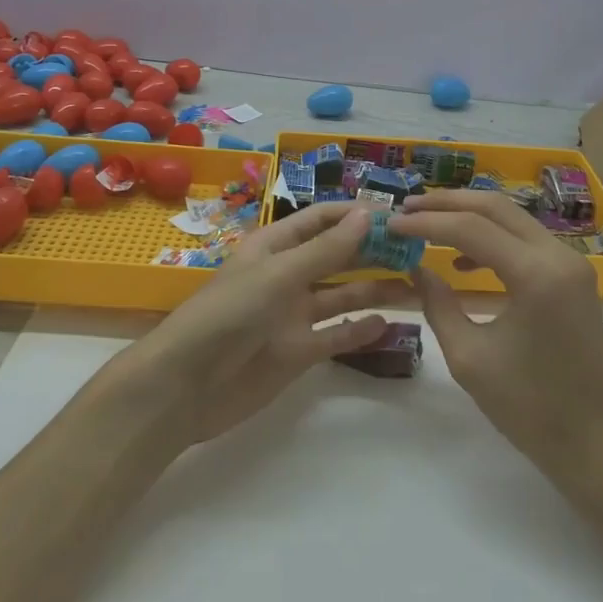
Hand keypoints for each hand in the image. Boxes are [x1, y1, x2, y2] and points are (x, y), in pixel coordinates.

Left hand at [111, 202, 388, 445]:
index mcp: (274, 247)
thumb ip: (326, 250)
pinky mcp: (297, 352)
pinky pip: (335, 336)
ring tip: (414, 286)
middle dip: (372, 251)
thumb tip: (368, 214)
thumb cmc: (228, 315)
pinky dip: (359, 330)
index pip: (320, 220)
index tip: (396, 216)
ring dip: (374, 289)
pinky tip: (388, 324)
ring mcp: (292, 315)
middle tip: (416, 250)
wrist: (186, 387)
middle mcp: (286, 276)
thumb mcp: (279, 274)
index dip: (354, 215)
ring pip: (341, 296)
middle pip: (336, 256)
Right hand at [390, 190, 602, 474]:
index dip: (427, 222)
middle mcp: (560, 256)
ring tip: (428, 223)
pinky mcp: (573, 275)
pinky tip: (464, 258)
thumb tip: (416, 265)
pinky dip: (492, 237)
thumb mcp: (467, 356)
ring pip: (513, 218)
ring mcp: (572, 263)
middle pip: (496, 208)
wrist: (591, 442)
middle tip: (408, 206)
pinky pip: (526, 239)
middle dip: (448, 203)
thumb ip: (437, 303)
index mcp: (537, 275)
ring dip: (469, 215)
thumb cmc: (527, 407)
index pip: (471, 229)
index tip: (393, 223)